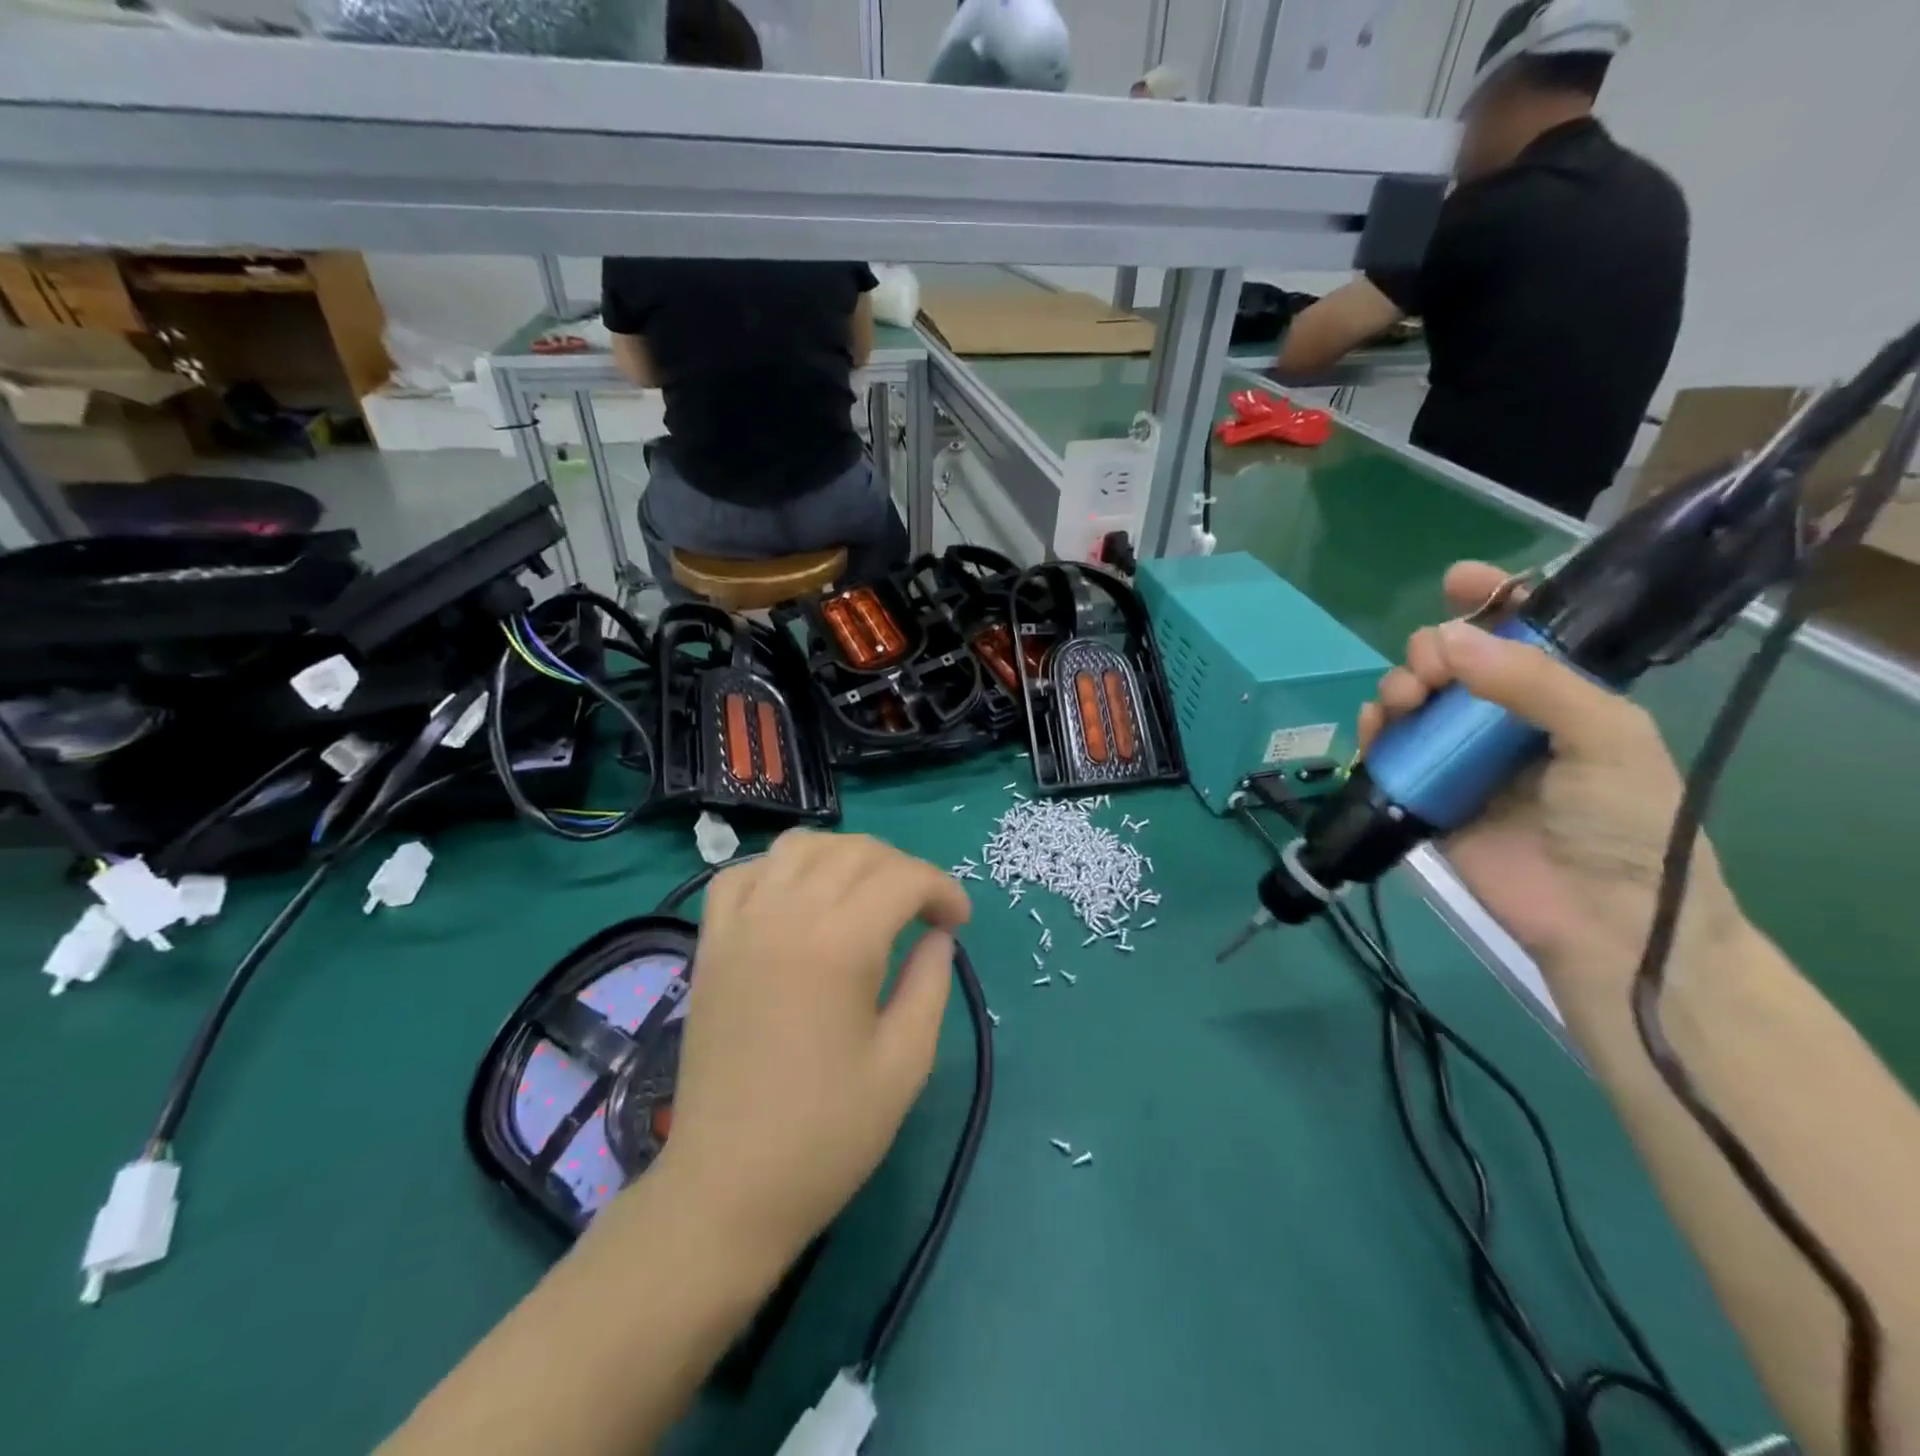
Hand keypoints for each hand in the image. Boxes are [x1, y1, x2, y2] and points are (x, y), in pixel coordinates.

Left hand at [648, 830, 970, 1269]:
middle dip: (902, 869)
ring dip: (844, 857)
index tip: (959, 922)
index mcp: (840, 943)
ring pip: (799, 847)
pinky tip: (797, 900)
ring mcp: (741, 924)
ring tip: (865, 896)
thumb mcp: (905, 1064)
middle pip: (856, 852)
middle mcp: (787, 914)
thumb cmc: (826, 1134)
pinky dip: (778, 870)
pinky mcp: (711, 943)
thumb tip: (938, 937)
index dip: (943, 889)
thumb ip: (930, 984)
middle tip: (923, 912)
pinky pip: (743, 874)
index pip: (903, 878)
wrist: (727, 1187)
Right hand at [1358, 562, 1744, 988]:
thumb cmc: (1625, 824)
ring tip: (1403, 700)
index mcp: (1560, 700)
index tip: (1456, 581)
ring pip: (1414, 703)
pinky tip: (1375, 727)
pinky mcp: (1424, 795)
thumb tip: (1445, 637)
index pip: (1521, 636)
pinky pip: (1389, 752)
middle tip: (1431, 667)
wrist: (1599, 921)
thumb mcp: (1605, 737)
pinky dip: (1375, 732)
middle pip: (1452, 665)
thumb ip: (1531, 682)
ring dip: (1399, 688)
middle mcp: (1504, 723)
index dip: (1492, 601)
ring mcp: (1460, 760)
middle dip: (1431, 651)